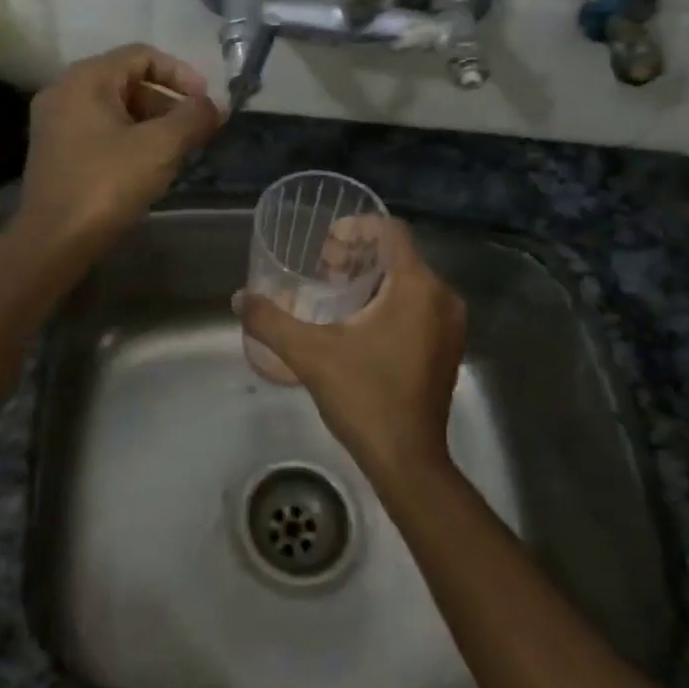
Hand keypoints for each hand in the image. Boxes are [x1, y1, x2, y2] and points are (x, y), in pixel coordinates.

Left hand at [16, 44, 221, 256]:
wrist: (54, 241)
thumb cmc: (107, 184)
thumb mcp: (160, 147)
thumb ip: (193, 118)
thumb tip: (216, 106)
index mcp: (86, 79)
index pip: (142, 55)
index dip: (181, 74)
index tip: (206, 104)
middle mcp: (65, 91)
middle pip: (128, 81)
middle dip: (168, 103)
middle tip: (195, 132)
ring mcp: (56, 123)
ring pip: (116, 109)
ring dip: (152, 124)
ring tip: (178, 152)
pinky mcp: (56, 152)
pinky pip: (101, 131)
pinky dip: (130, 139)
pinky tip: (149, 167)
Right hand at [235, 218, 465, 482]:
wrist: (408, 461)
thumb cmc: (364, 398)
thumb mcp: (309, 355)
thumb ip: (271, 321)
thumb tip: (238, 298)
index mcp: (417, 287)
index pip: (392, 232)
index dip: (357, 227)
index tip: (326, 241)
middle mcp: (442, 298)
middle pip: (399, 256)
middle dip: (359, 254)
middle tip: (323, 268)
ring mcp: (450, 325)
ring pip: (410, 281)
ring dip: (373, 278)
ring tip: (336, 291)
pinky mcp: (448, 347)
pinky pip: (419, 305)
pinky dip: (390, 300)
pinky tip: (359, 322)